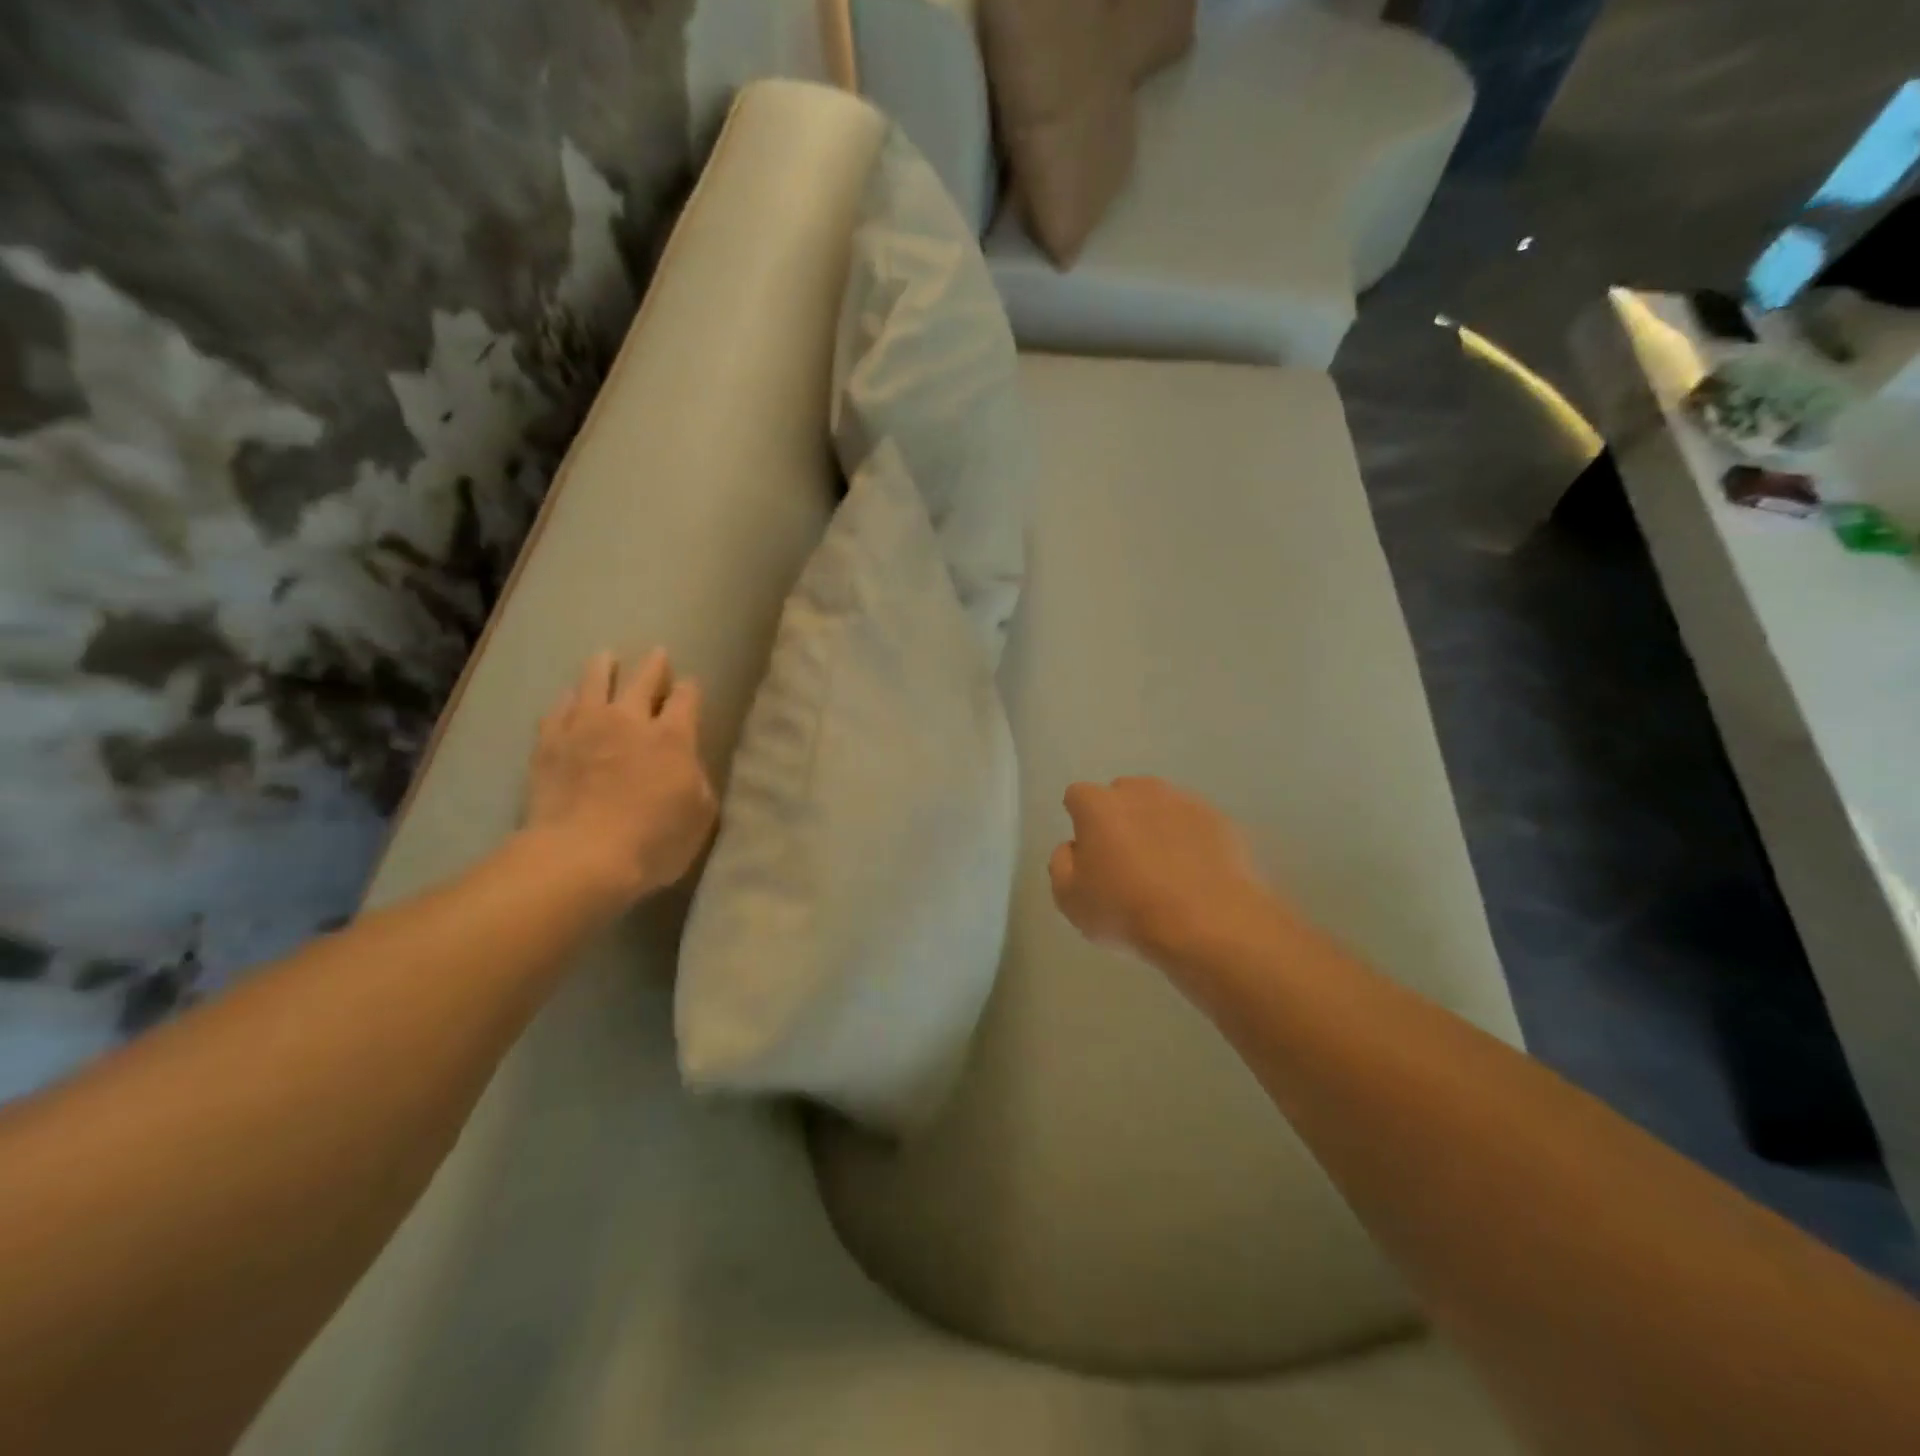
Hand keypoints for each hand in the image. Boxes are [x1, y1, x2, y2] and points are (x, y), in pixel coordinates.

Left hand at [525, 649, 717, 904]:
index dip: (690, 689)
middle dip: (654, 666)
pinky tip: (568, 697)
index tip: (690, 685)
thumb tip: (687, 765)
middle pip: (643, 679)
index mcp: (674, 737)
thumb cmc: (653, 841)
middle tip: (657, 655)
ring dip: (604, 667)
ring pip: (595, 681)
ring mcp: (585, 727)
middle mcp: (630, 720)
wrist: (580, 857)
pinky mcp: (549, 743)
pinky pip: (558, 709)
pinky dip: (568, 699)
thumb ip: (697, 780)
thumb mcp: (699, 815)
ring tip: (606, 657)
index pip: (686, 698)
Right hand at [1049, 777, 1276, 966]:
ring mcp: (1184, 801)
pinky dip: (1191, 840)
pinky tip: (1195, 874)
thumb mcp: (1070, 900)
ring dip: (1156, 826)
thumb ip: (1062, 863)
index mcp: (1098, 805)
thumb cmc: (1127, 911)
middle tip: (1125, 860)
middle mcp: (1140, 791)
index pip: (1077, 796)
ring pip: (1161, 806)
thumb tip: (1074, 847)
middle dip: (1120, 818)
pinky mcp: (1219, 819)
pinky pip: (1194, 824)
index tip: (1089, 852)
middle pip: (1121, 795)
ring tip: (1165, 868)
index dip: (1080, 821)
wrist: (1208, 924)